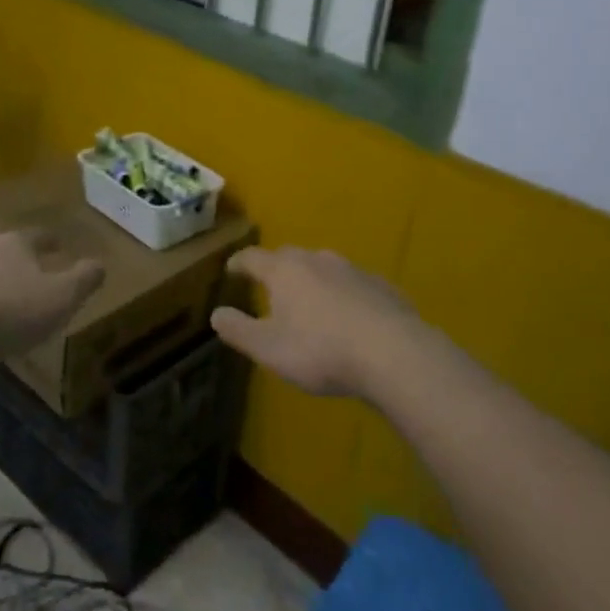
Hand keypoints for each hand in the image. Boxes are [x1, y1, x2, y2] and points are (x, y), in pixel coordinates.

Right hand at [210, 246, 422, 398]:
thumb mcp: (269, 349)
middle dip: (275, 269)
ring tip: (308, 301)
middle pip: (289, 257)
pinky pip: (352, 285)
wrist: (394, 353)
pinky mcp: (381, 286)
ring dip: (311, 280)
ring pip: (323, 267)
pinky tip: (347, 316)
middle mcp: (317, 260)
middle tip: (268, 286)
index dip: (239, 263)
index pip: (252, 258)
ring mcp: (353, 270)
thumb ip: (239, 330)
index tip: (230, 269)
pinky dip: (342, 294)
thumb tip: (215, 314)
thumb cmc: (321, 351)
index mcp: (284, 271)